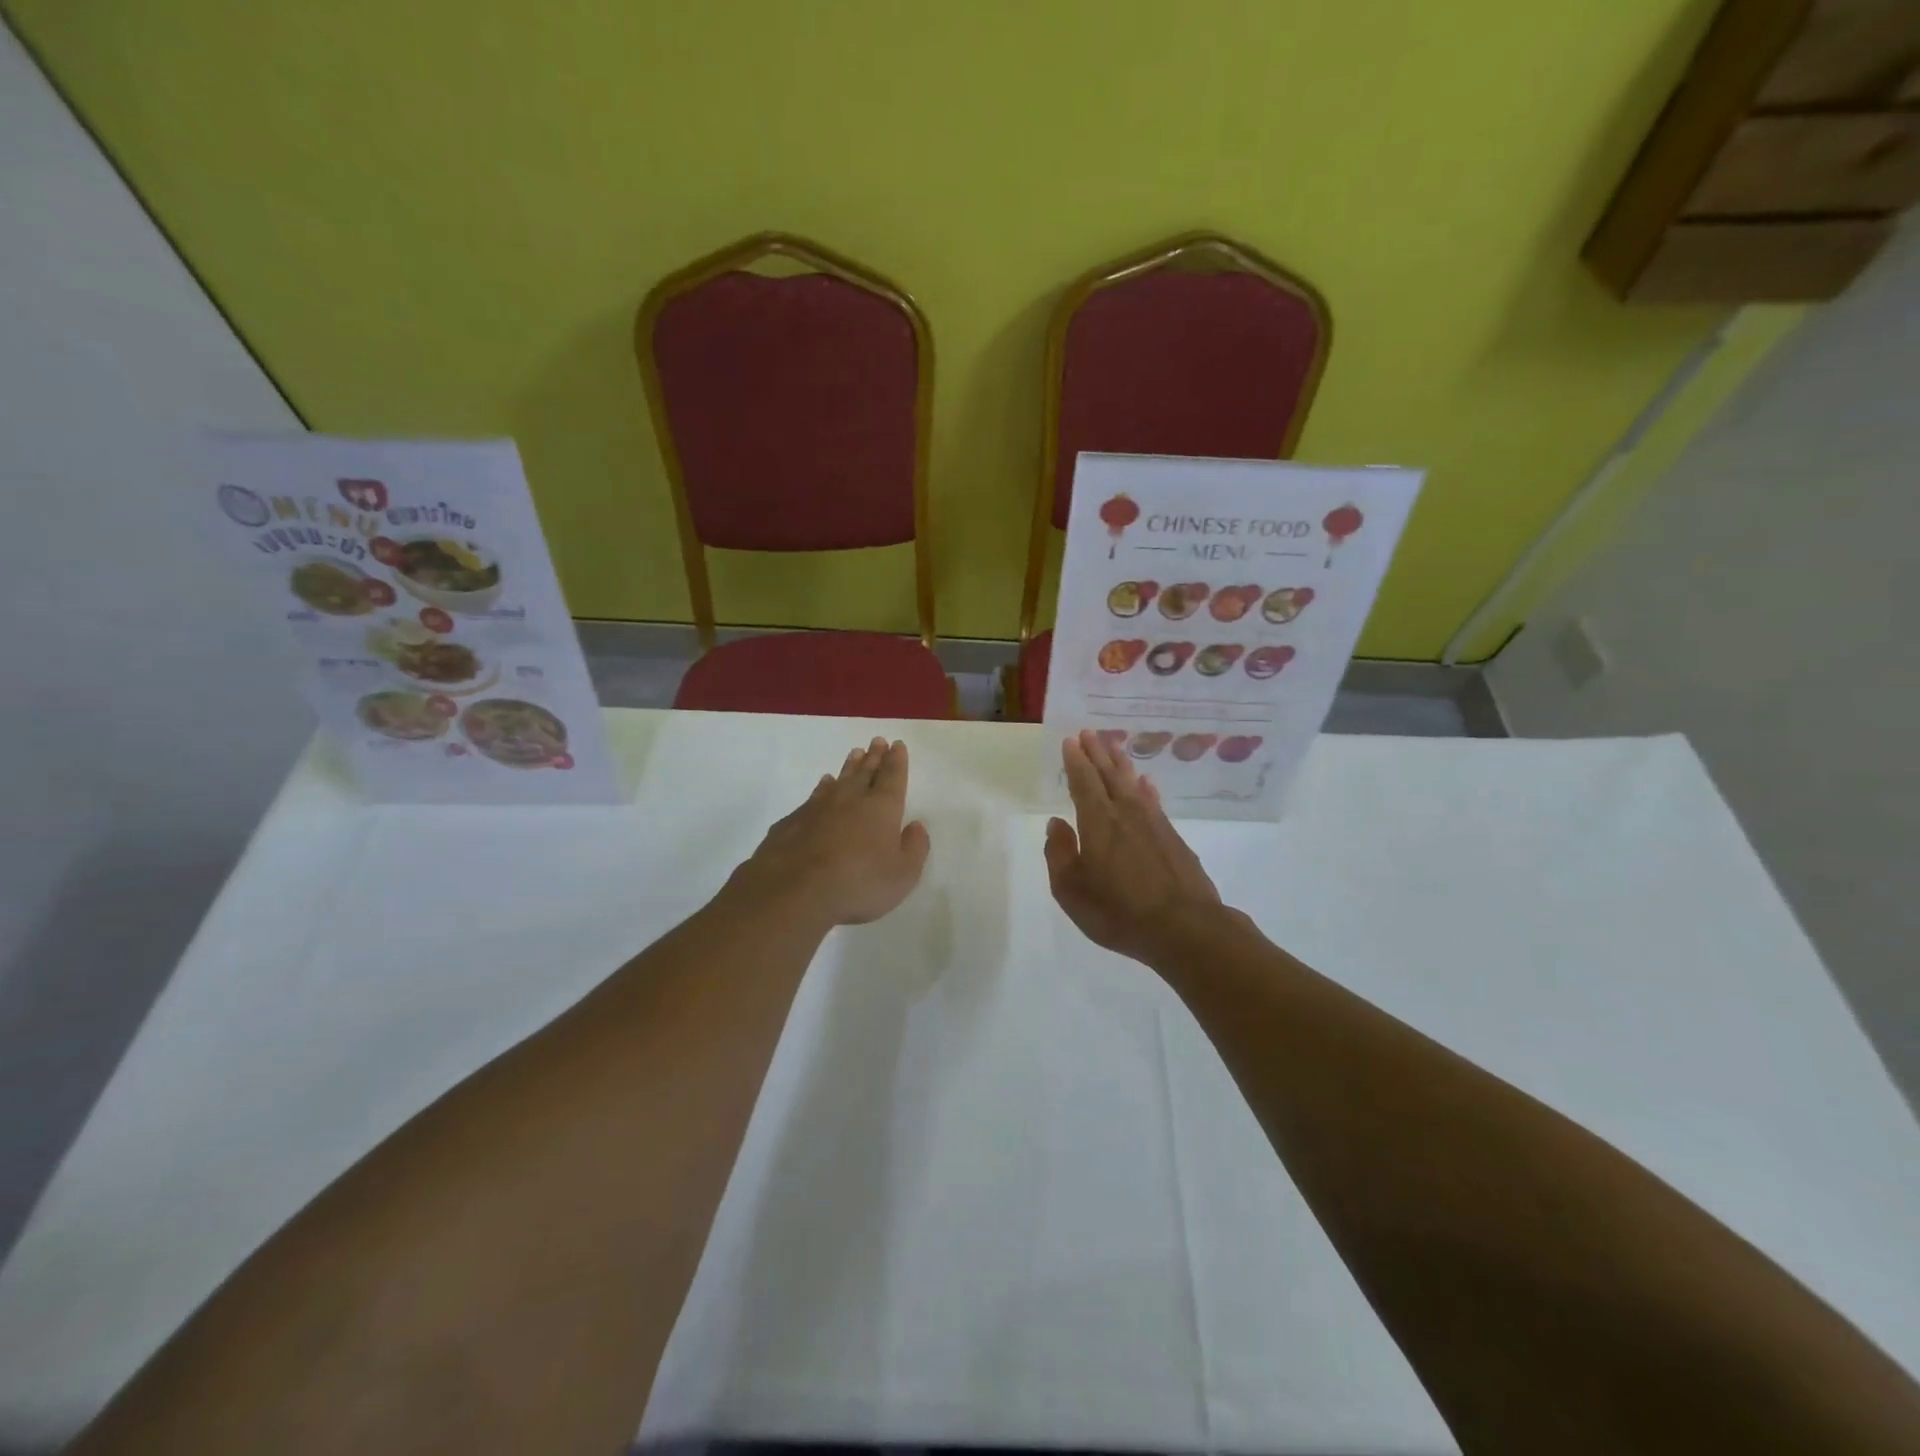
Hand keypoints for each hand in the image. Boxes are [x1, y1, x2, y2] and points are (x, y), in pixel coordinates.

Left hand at [733, 738, 930, 926]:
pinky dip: (823, 787)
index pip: (893, 777)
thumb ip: (914, 848)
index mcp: (882, 808)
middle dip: (874, 756)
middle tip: (877, 741)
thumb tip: (916, 825)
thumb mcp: (902, 875)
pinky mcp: (794, 821)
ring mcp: (819, 808)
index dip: (897, 761)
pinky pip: (815, 796)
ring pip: (839, 780)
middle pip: (865, 772)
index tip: (897, 745)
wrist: (794, 890)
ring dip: (849, 766)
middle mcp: (851, 799)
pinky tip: (823, 784)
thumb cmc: (858, 884)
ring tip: (854, 753)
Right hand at [1045, 729, 1224, 963]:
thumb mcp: (1072, 890)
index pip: (1083, 782)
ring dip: (1121, 763)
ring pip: (1133, 783)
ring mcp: (1153, 824)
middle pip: (1109, 775)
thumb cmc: (1119, 911)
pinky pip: (1154, 801)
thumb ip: (1059, 853)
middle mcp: (1126, 813)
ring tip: (1114, 745)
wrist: (1185, 928)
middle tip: (1089, 732)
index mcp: (1098, 822)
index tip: (1070, 741)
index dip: (1075, 761)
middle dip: (1097, 753)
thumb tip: (1055, 824)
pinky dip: (1147, 788)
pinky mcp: (1173, 838)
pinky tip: (1146, 783)